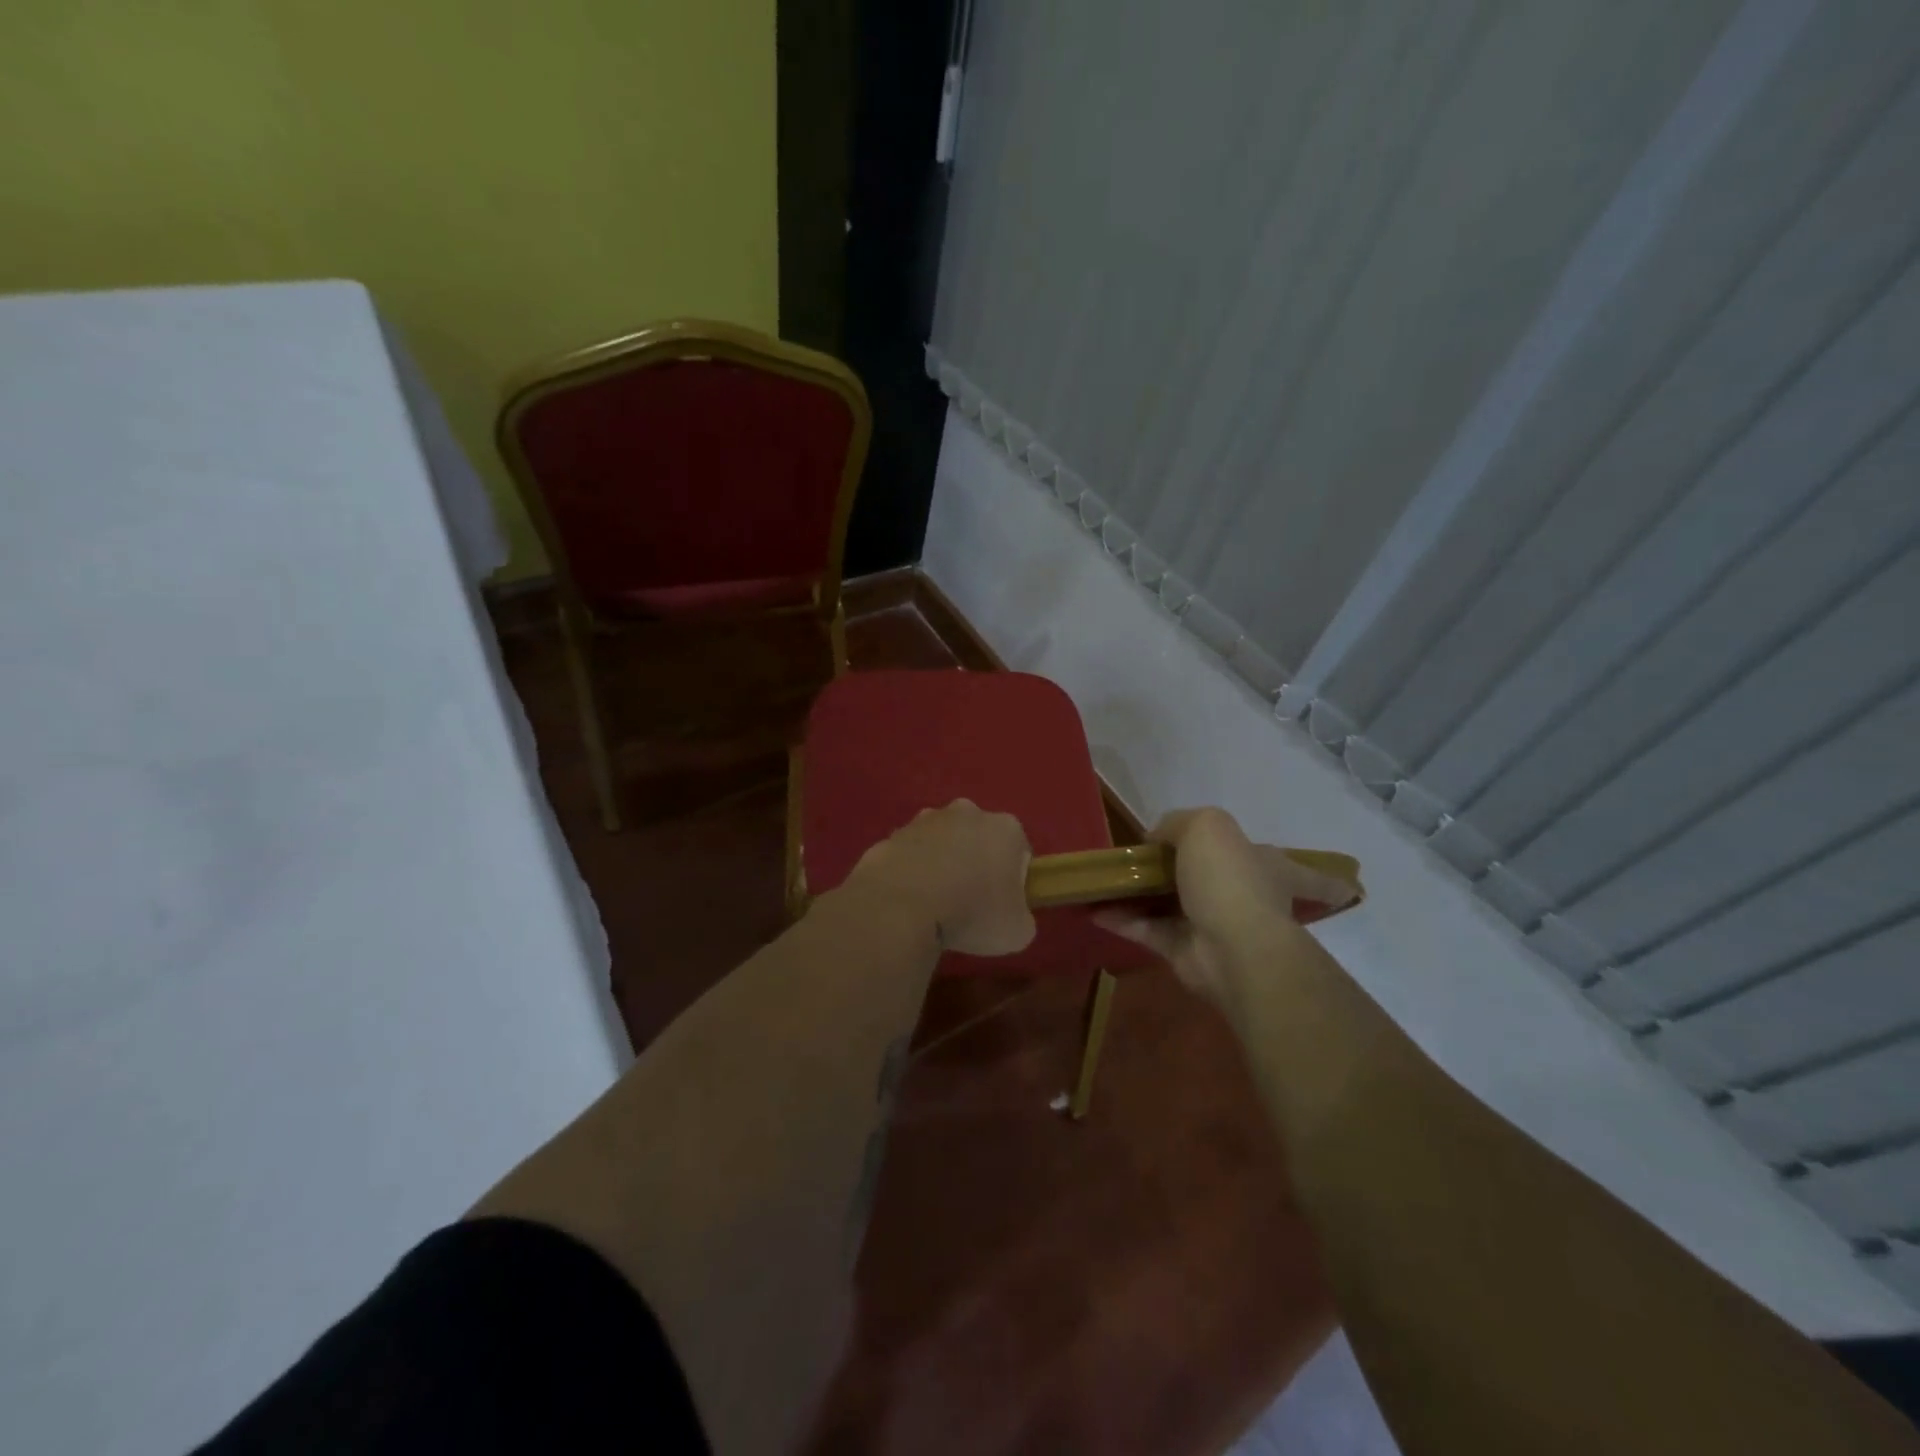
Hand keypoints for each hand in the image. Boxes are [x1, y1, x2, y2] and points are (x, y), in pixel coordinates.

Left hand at [847, 799, 1036, 955]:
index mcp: (1005, 828)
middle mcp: (967, 812)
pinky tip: (908, 900)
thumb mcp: (1017, 932)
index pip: (1018, 851)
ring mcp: (925, 820)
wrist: (901, 907)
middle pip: (978, 839)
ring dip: (941, 864)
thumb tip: (1011, 916)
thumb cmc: (972, 914)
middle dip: (975, 863)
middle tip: (969, 903)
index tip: (1001, 905)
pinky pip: (910, 854)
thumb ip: (1021, 917)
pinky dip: (911, 872)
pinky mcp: (893, 834)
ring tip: (934, 903)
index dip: (1013, 881)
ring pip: (942, 842)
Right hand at [1096, 807, 1357, 1009]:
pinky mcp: (1186, 953)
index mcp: (1269, 867)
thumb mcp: (1206, 827)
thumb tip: (1156, 840)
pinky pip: (1150, 931)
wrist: (1231, 946)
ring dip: (1146, 895)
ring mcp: (1215, 926)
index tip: (1347, 888)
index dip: (1326, 880)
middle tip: (1155, 861)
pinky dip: (1124, 920)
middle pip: (1223, 881)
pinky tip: (1096, 909)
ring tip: (1113, 881)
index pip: (1309, 874)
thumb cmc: (1230, 879)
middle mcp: (1248, 896)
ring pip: (1178, 905)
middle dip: (1193, 873)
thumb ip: (1179, 823)